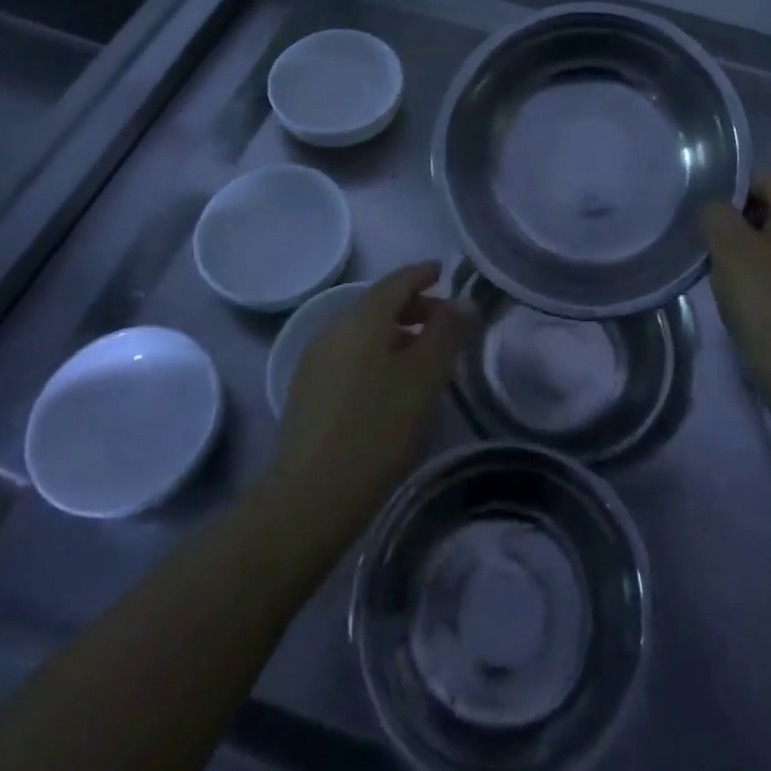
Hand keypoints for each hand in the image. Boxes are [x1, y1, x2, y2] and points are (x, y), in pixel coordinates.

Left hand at [270, 262, 477, 548]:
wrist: (310, 497)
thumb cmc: (377, 428)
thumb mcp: (424, 377)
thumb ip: (447, 332)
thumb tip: (463, 302)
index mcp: (362, 317)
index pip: (398, 280)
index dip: (424, 274)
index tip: (446, 272)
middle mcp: (334, 328)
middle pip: (380, 305)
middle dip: (415, 307)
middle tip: (446, 323)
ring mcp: (316, 360)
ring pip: (364, 333)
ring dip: (397, 334)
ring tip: (425, 357)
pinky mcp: (308, 391)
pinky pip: (351, 356)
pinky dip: (377, 355)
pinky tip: (392, 385)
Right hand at [702, 171, 770, 411]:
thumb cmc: (767, 301)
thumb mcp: (728, 248)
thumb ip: (716, 213)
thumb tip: (718, 208)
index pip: (765, 178)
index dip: (733, 192)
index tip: (710, 221)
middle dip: (744, 221)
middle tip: (716, 246)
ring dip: (756, 248)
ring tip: (731, 271)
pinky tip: (754, 292)